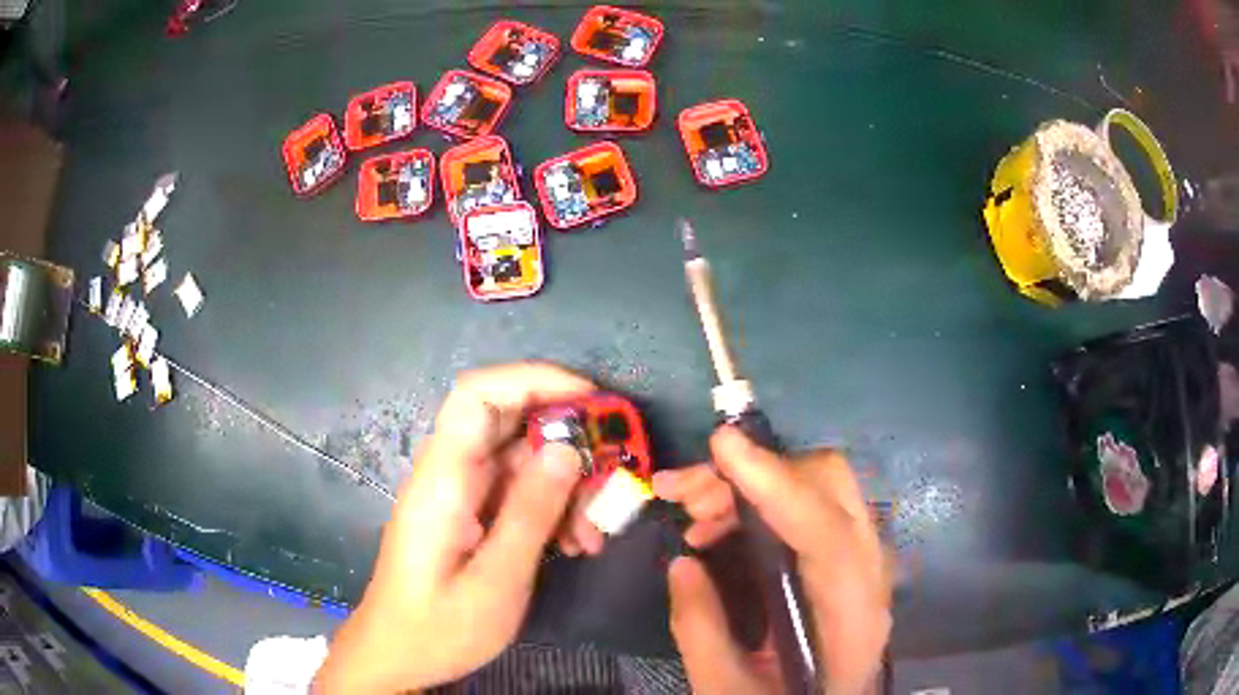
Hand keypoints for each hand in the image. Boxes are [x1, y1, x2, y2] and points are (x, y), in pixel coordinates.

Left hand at [315, 363, 594, 692]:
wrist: (398, 655)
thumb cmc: (440, 626)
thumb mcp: (497, 580)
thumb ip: (531, 513)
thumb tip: (567, 449)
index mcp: (444, 479)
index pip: (479, 394)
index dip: (536, 380)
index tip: (593, 401)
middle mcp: (450, 473)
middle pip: (511, 424)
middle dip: (568, 443)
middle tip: (609, 481)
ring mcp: (461, 493)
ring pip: (523, 461)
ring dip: (566, 487)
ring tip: (592, 535)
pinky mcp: (470, 514)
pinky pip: (518, 492)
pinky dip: (551, 509)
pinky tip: (575, 544)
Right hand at [663, 427, 891, 694]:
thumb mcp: (728, 690)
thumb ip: (701, 631)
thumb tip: (683, 563)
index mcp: (852, 618)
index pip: (828, 534)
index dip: (777, 485)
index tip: (723, 445)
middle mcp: (870, 576)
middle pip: (832, 489)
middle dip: (756, 475)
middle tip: (686, 493)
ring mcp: (863, 563)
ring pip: (819, 489)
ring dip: (753, 486)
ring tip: (691, 509)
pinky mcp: (845, 560)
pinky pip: (810, 508)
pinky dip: (763, 502)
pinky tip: (718, 526)